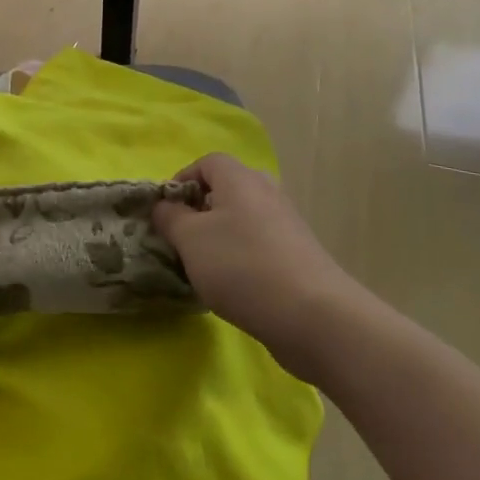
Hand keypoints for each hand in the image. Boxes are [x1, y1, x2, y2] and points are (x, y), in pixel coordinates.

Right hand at [152, 154, 352, 379]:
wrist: (313, 315)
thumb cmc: (241, 266)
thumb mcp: (190, 239)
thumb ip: (170, 217)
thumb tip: (165, 206)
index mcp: (239, 178)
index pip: (205, 163)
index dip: (181, 182)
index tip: (165, 213)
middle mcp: (266, 191)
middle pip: (226, 189)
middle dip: (200, 211)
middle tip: (183, 239)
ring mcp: (286, 223)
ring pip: (242, 219)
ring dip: (220, 237)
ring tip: (204, 267)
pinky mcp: (298, 254)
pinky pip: (259, 243)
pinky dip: (241, 256)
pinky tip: (234, 286)